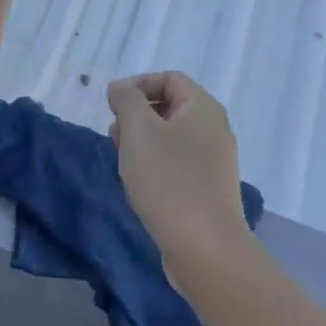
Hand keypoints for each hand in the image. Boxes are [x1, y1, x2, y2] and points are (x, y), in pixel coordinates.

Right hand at [107, 72, 251, 280]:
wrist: (204, 247)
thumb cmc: (168, 180)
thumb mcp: (138, 131)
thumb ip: (126, 100)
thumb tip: (121, 88)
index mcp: (203, 108)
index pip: (169, 78)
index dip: (137, 84)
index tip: (111, 105)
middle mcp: (214, 129)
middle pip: (171, 106)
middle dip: (137, 114)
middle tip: (114, 134)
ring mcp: (214, 160)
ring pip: (172, 136)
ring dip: (143, 141)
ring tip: (122, 160)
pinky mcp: (208, 188)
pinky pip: (178, 162)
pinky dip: (155, 163)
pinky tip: (139, 183)